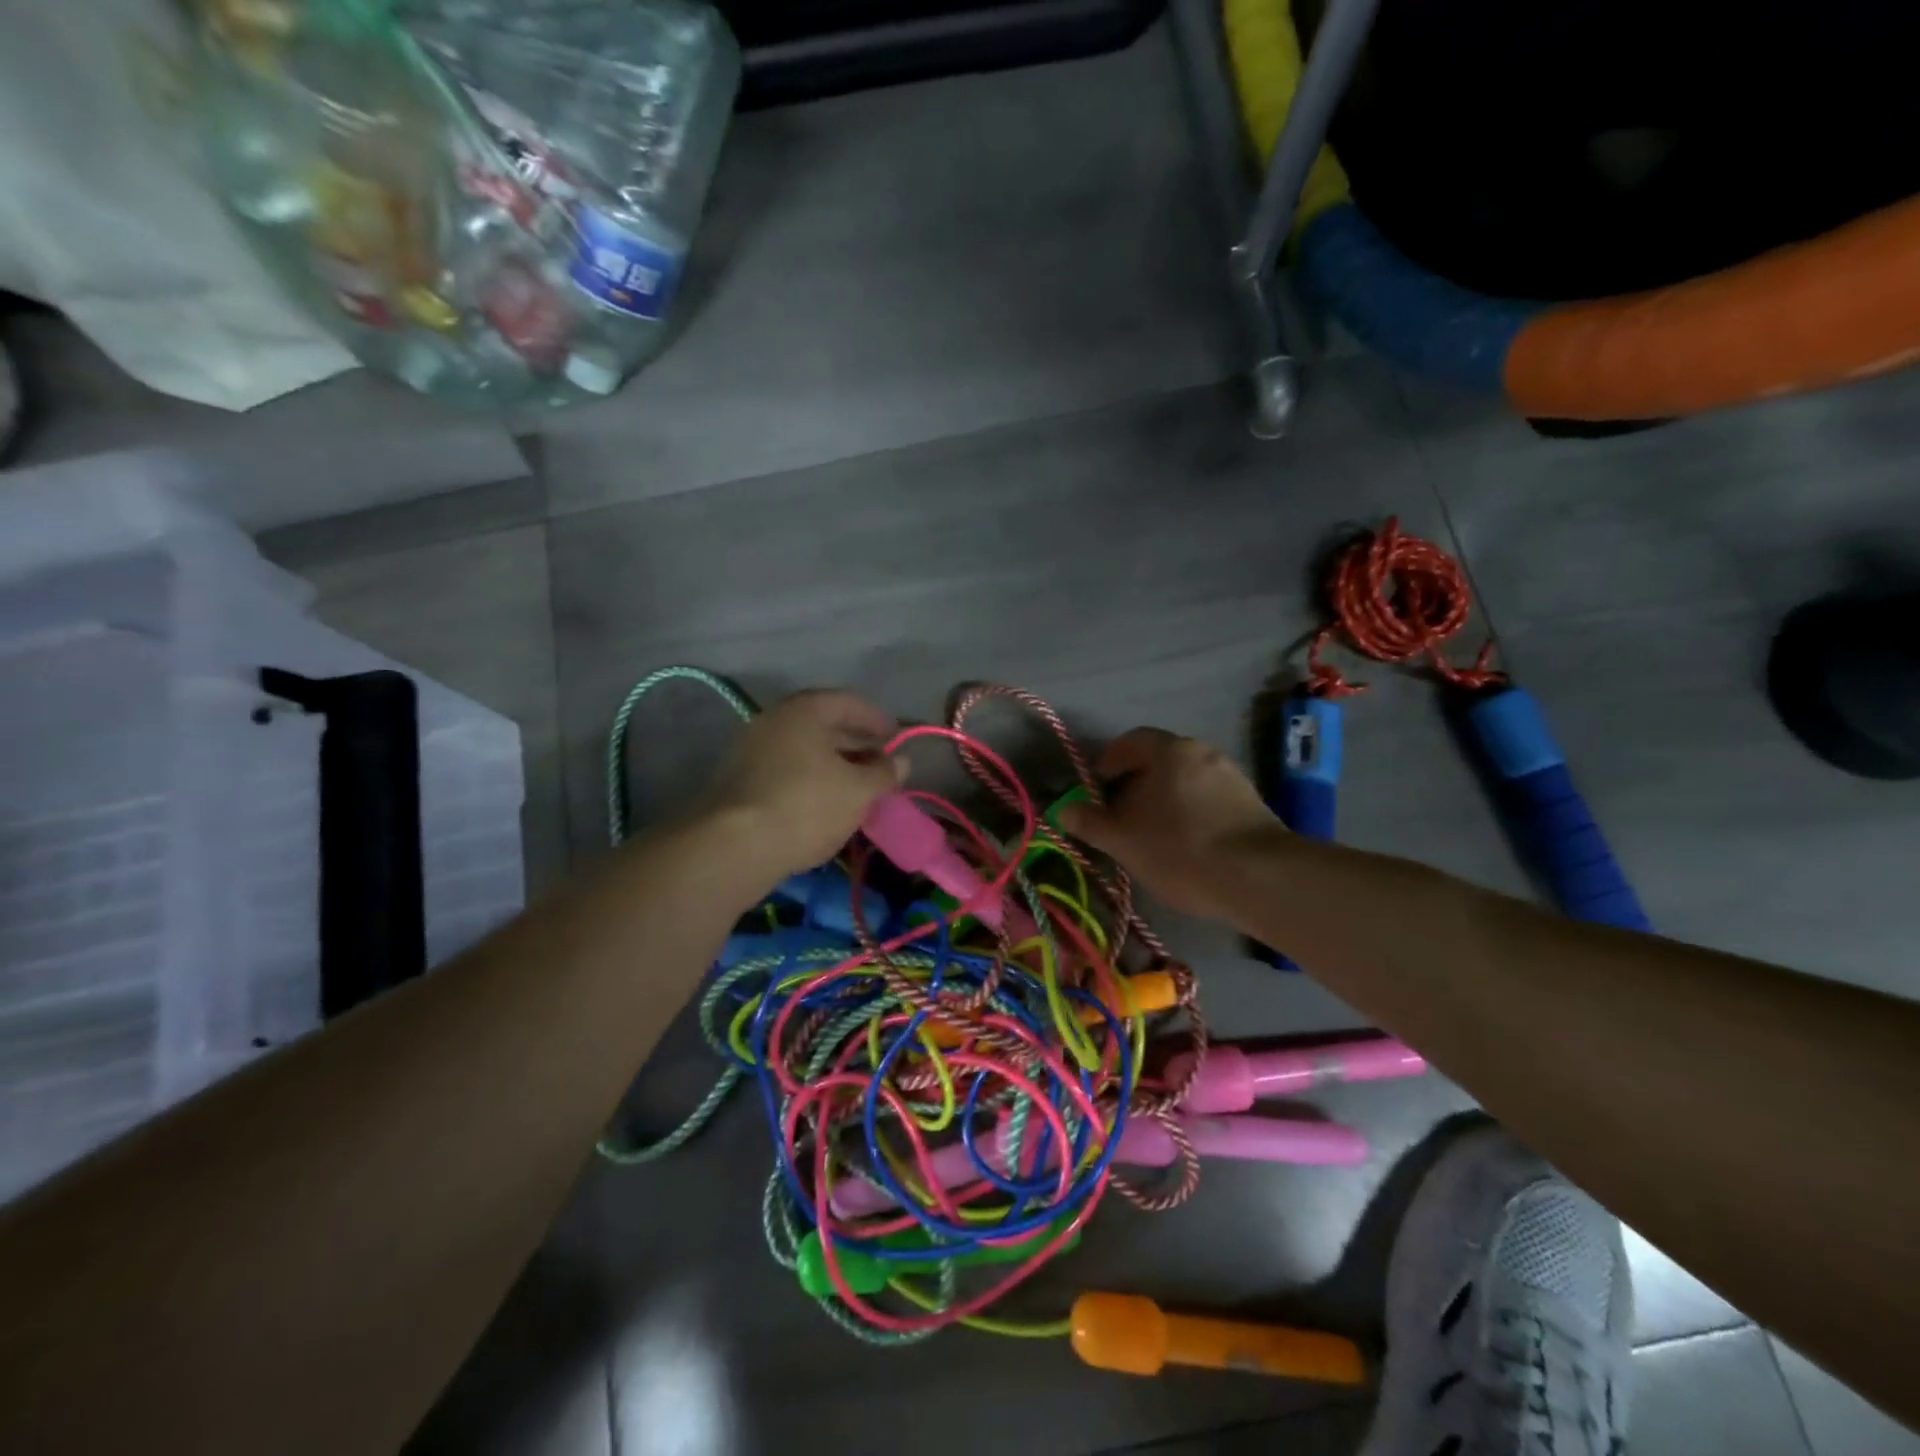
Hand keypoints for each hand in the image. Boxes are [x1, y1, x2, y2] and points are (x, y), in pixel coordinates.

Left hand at [698, 689, 906, 879]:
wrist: (734, 847)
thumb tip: (901, 762)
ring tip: (859, 790)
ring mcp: (752, 750)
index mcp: (804, 710)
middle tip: (882, 768)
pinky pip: (787, 771)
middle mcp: (774, 721)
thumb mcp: (858, 790)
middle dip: (857, 745)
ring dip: (835, 766)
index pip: (849, 702)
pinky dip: (812, 780)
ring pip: (805, 751)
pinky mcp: (741, 781)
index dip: (878, 720)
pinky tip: (827, 804)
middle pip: (825, 725)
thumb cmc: (806, 806)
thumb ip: (884, 773)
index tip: (897, 739)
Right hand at [1056, 728, 1281, 920]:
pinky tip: (1186, 846)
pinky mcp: (1252, 804)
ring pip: (1185, 782)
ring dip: (1163, 801)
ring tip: (1151, 837)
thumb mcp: (1123, 840)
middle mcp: (1203, 752)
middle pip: (1159, 761)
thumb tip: (1063, 809)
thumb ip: (1090, 822)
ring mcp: (1232, 777)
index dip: (1107, 763)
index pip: (1130, 741)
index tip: (1095, 792)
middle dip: (1134, 786)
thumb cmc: (1181, 850)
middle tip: (1119, 818)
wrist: (1261, 879)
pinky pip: (1208, 800)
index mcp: (1170, 750)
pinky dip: (1190, 814)